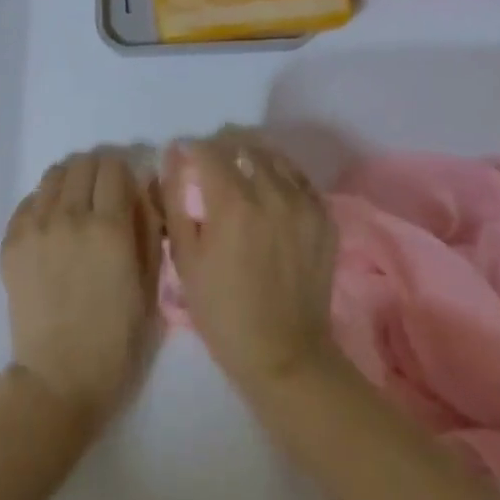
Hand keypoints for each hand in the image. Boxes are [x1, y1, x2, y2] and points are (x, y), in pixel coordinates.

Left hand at [1, 149, 158, 433]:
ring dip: (71, 181)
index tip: (128, 187)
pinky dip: (44, 202)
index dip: (125, 171)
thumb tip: (142, 190)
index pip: (114, 166)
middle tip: (105, 193)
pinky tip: (52, 224)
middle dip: (98, 171)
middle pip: (83, 163)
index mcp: (110, 227)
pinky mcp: (11, 243)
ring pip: (53, 175)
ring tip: (77, 204)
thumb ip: (148, 229)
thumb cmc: (117, 339)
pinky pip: (28, 201)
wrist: (59, 377)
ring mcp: (35, 228)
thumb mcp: (150, 284)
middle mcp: (70, 216)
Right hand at [159, 131, 339, 398]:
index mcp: (233, 203)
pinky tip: (269, 193)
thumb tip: (174, 158)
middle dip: (221, 148)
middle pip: (243, 145)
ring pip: (274, 157)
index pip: (209, 150)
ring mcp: (304, 203)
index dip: (191, 149)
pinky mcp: (324, 217)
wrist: (284, 354)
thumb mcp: (185, 259)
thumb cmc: (223, 311)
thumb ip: (175, 201)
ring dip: (252, 157)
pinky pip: (299, 179)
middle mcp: (272, 193)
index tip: (183, 157)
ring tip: (240, 174)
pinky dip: (280, 176)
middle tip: (210, 165)